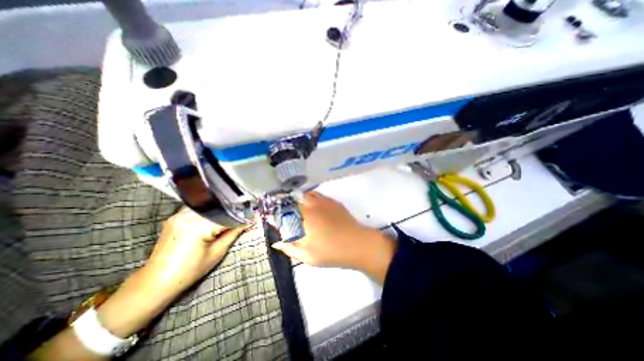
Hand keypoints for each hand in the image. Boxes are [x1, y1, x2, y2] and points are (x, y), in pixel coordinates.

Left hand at [143, 209, 250, 292]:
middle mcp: (187, 215)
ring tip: (231, 217)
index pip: (227, 216)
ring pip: (208, 207)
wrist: (155, 282)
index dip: (241, 217)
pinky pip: (198, 209)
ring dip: (220, 211)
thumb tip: (249, 221)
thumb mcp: (217, 253)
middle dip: (232, 212)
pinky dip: (209, 212)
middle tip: (244, 217)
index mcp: (198, 225)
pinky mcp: (174, 217)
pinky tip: (215, 218)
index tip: (253, 217)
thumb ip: (234, 233)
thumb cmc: (189, 271)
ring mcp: (178, 215)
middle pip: (218, 208)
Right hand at [270, 194, 395, 283]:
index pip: (284, 211)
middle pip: (293, 199)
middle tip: (282, 212)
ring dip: (298, 199)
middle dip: (285, 203)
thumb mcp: (307, 256)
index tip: (270, 216)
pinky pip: (317, 195)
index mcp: (304, 218)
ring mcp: (324, 202)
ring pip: (305, 194)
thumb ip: (290, 248)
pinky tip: (312, 206)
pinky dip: (310, 198)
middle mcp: (312, 205)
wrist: (358, 244)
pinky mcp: (333, 202)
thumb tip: (276, 243)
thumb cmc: (331, 252)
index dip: (275, 213)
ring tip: (296, 207)